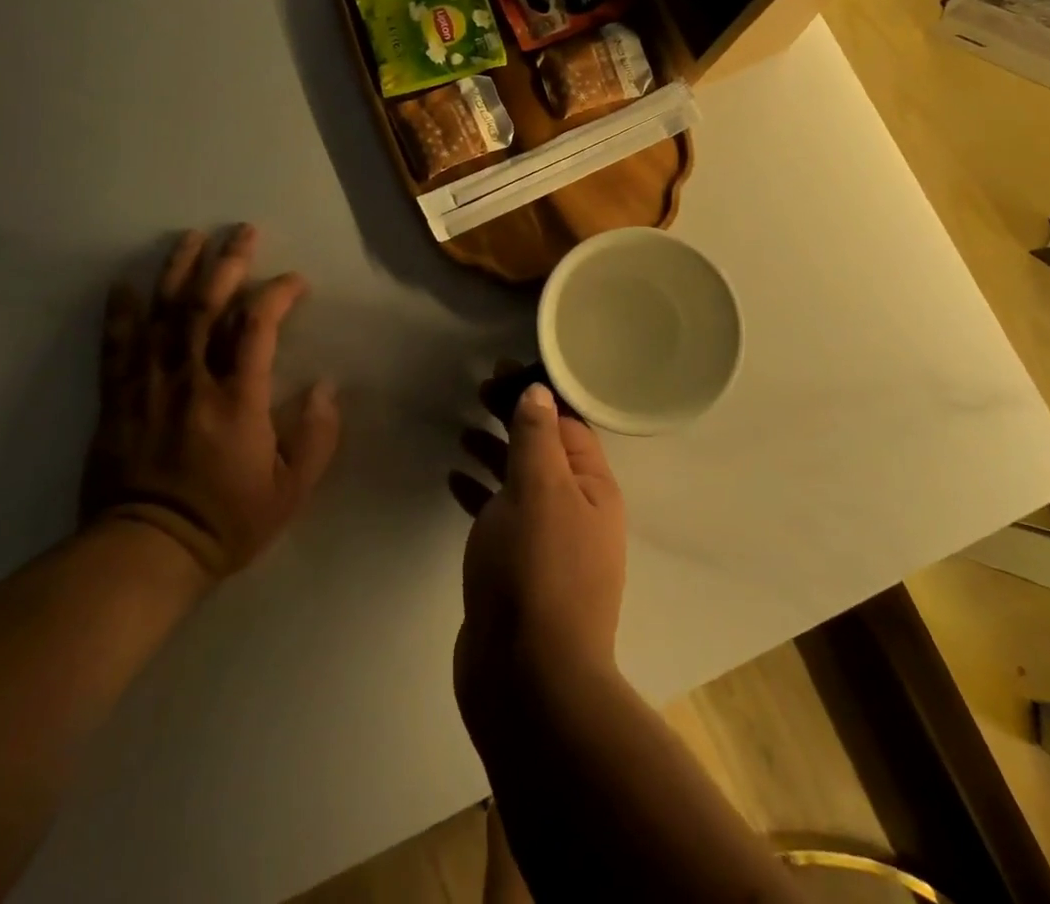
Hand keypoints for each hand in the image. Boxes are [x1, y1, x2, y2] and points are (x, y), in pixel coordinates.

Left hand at [81, 225, 340, 583]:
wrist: (145, 553)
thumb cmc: (226, 521)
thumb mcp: (290, 490)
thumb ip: (316, 437)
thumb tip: (327, 387)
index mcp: (238, 398)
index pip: (258, 326)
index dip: (278, 293)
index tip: (295, 281)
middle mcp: (192, 380)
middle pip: (207, 305)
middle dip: (228, 262)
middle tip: (243, 231)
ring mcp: (149, 386)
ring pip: (163, 314)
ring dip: (178, 270)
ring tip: (191, 237)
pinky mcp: (117, 400)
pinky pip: (116, 347)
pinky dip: (120, 312)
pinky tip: (124, 284)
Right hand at [449, 378, 626, 711]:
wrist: (527, 681)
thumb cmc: (537, 570)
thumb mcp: (539, 490)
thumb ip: (537, 436)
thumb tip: (538, 390)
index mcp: (595, 489)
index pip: (570, 424)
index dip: (539, 392)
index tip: (503, 369)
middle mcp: (578, 512)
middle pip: (545, 449)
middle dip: (515, 418)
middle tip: (479, 391)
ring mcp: (548, 543)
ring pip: (521, 481)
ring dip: (496, 452)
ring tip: (462, 428)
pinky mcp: (518, 570)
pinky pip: (500, 514)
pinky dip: (481, 491)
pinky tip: (454, 477)